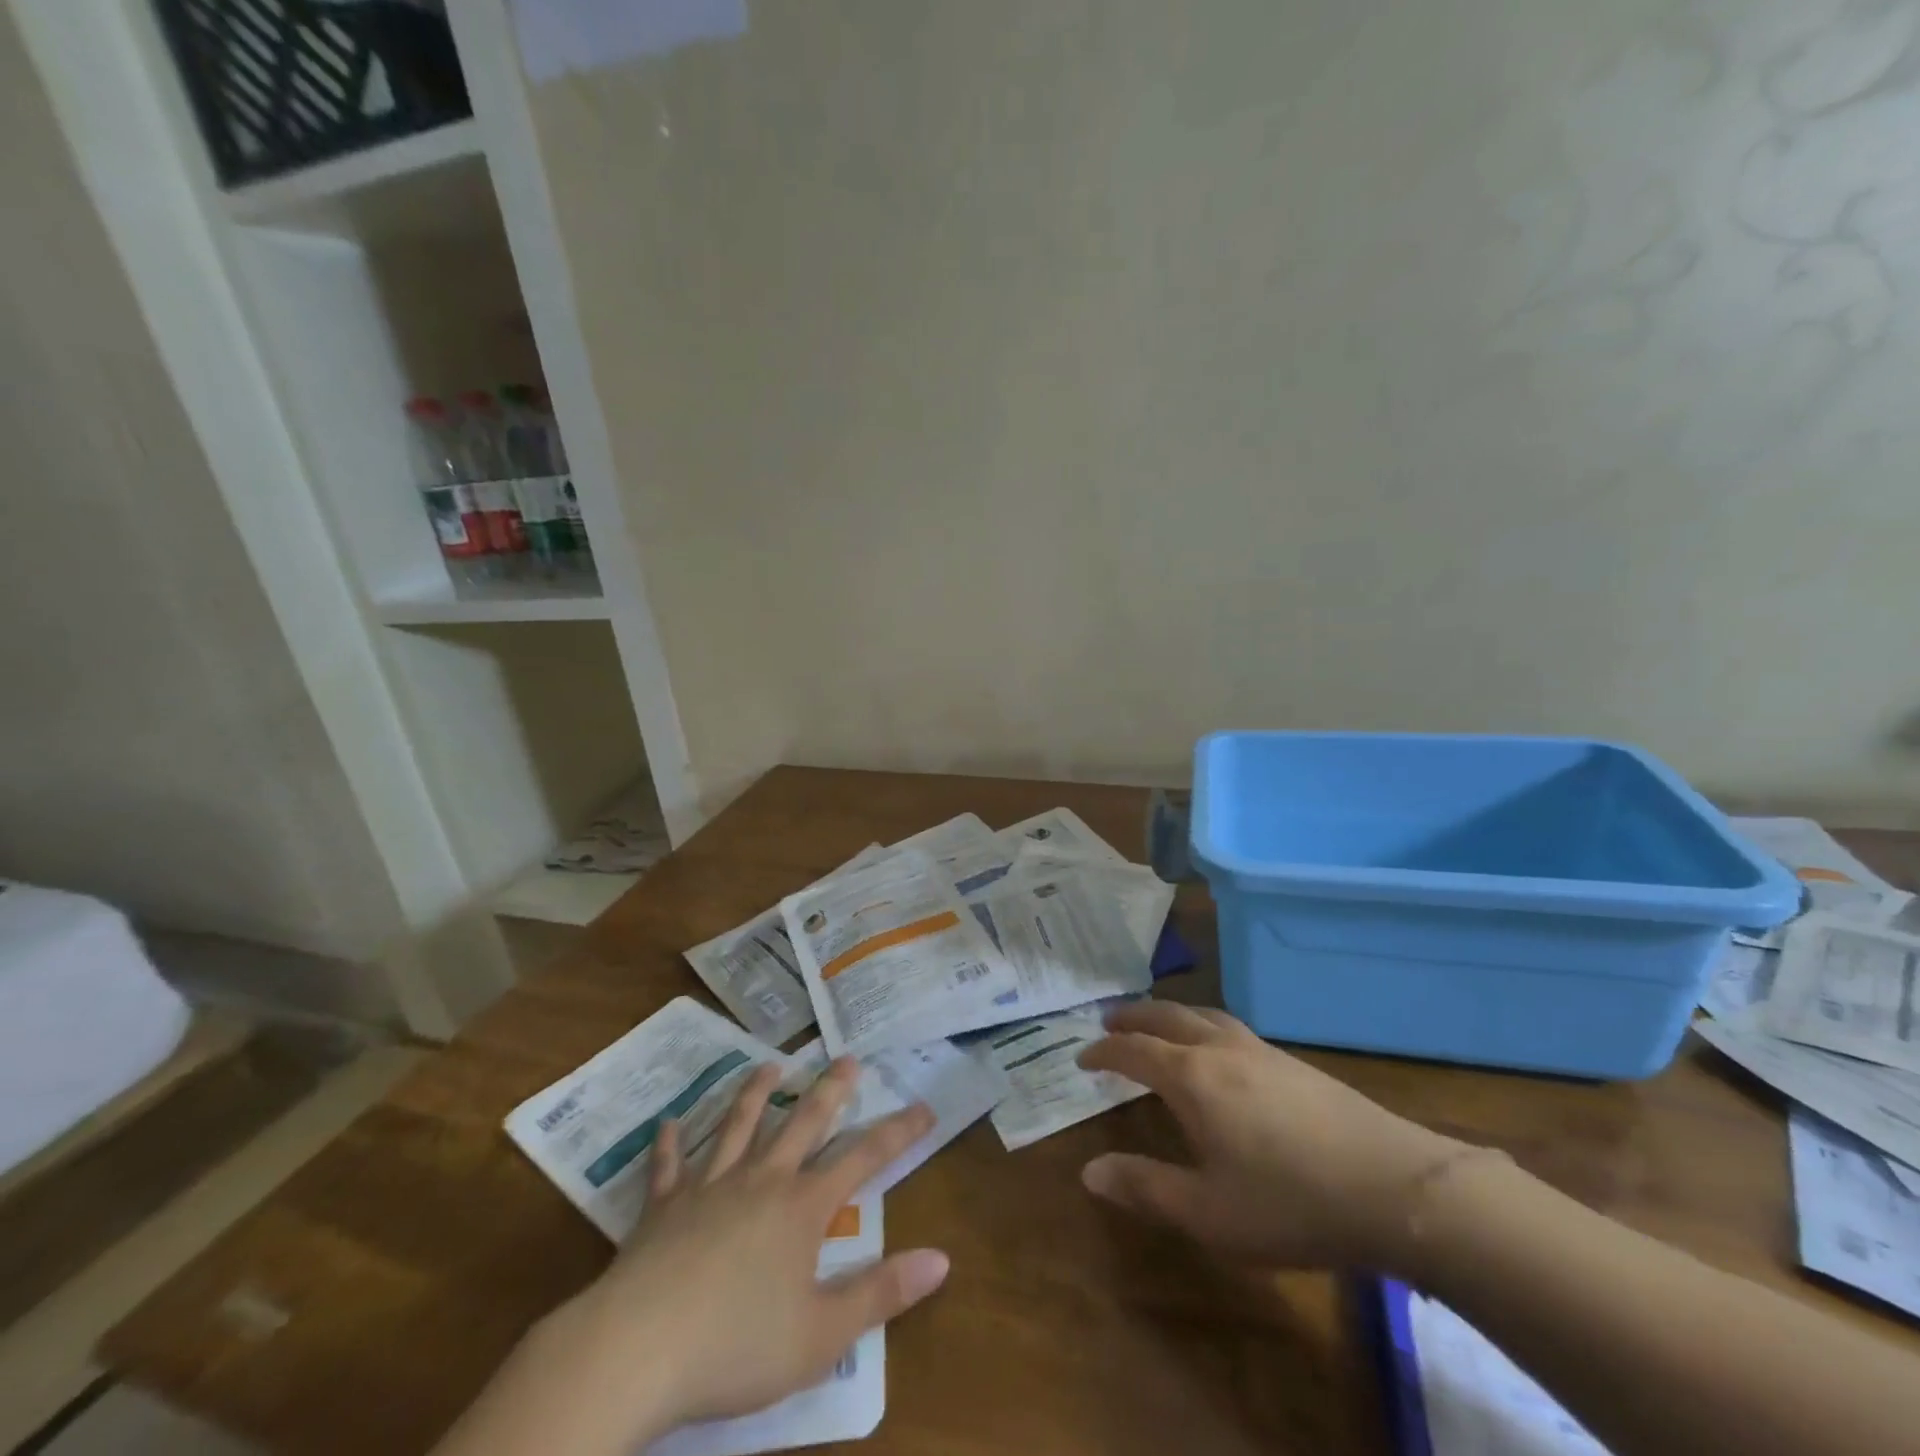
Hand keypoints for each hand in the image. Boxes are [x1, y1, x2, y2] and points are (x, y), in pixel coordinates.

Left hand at [440, 1060, 945, 1455]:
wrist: (635, 1350)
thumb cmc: (736, 1347)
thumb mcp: (821, 1335)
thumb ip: (881, 1294)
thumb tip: (941, 1260)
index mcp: (802, 1208)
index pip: (863, 1158)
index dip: (897, 1132)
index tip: (923, 1107)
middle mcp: (761, 1180)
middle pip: (804, 1122)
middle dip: (831, 1090)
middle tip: (847, 1058)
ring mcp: (709, 1187)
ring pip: (738, 1126)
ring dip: (756, 1093)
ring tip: (771, 1066)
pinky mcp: (663, 1205)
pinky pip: (668, 1166)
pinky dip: (670, 1144)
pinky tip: (670, 1123)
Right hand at [1077, 1001, 1469, 1270]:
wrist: (1396, 1187)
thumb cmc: (1291, 1202)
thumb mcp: (1208, 1211)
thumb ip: (1145, 1187)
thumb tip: (1088, 1171)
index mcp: (1192, 1077)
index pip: (1134, 1050)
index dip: (1104, 1051)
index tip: (1082, 1056)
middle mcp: (1221, 1050)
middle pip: (1167, 1016)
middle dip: (1133, 1015)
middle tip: (1110, 1018)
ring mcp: (1262, 1051)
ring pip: (1204, 1015)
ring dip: (1171, 1014)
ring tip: (1159, 1023)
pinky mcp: (1295, 1063)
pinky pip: (1232, 1028)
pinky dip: (1204, 1026)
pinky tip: (1220, 1051)